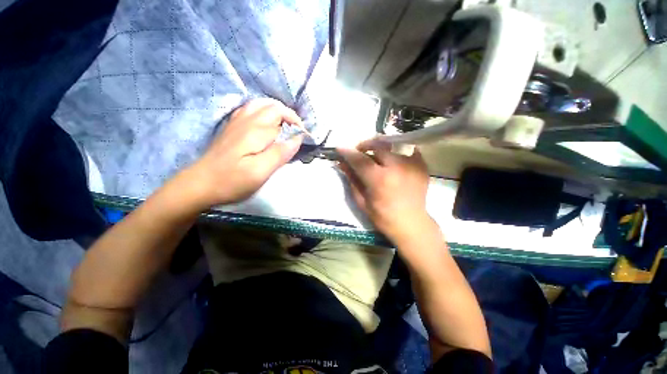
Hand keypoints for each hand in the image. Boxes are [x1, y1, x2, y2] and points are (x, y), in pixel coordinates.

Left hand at [183, 99, 303, 207]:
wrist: (200, 184)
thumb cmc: (232, 180)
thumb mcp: (260, 172)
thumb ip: (281, 153)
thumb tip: (298, 138)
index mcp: (256, 131)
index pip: (283, 117)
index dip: (298, 125)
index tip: (304, 138)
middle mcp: (247, 120)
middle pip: (273, 107)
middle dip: (290, 117)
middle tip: (297, 134)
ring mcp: (237, 122)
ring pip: (261, 105)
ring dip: (277, 112)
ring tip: (285, 127)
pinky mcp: (232, 128)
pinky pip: (250, 110)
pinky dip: (263, 112)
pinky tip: (266, 124)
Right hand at [337, 140, 431, 242]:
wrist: (411, 224)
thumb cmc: (383, 217)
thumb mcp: (362, 201)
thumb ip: (352, 179)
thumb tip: (342, 163)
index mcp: (379, 180)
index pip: (360, 159)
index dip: (348, 152)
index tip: (340, 148)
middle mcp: (396, 168)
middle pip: (378, 145)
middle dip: (365, 145)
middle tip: (359, 151)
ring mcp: (411, 164)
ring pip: (392, 144)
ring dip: (380, 147)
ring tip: (375, 154)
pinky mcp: (421, 165)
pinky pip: (407, 148)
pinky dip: (396, 150)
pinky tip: (392, 157)